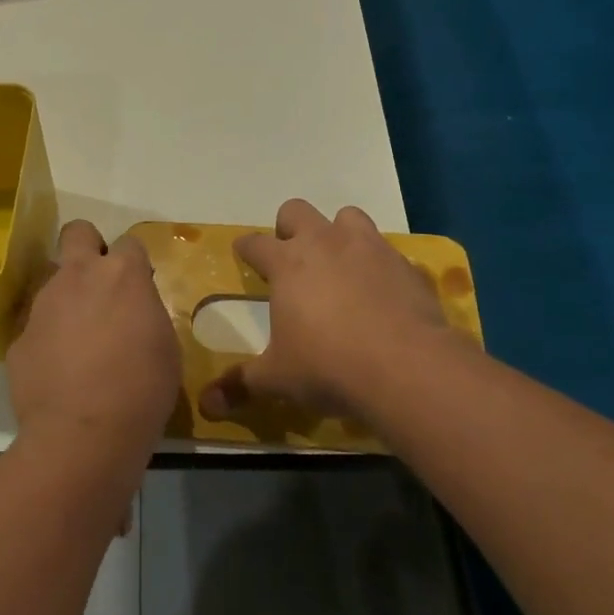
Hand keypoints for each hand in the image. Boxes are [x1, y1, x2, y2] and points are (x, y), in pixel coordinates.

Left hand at [8, 220, 181, 476]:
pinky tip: (60, 375)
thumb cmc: (141, 390)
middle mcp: (78, 277)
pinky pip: (37, 328)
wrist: (83, 435)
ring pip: (54, 283)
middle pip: (77, 232)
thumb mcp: (164, 345)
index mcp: (121, 275)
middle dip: (88, 247)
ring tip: (80, 345)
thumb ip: (145, 312)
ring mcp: (43, 305)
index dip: (133, 264)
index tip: (137, 289)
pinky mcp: (19, 338)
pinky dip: (49, 342)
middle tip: (99, 285)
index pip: (129, 243)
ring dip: (68, 301)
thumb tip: (131, 309)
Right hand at [199, 199, 451, 426]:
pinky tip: (381, 293)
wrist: (406, 366)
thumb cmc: (328, 366)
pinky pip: (387, 251)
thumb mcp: (278, 379)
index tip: (244, 255)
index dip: (246, 248)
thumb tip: (207, 404)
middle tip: (292, 259)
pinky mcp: (404, 264)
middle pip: (297, 211)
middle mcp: (324, 243)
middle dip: (290, 227)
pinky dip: (378, 265)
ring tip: (340, 264)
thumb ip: (241, 384)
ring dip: (339, 233)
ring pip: (347, 216)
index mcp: (286, 263)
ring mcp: (367, 247)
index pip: (255, 243)